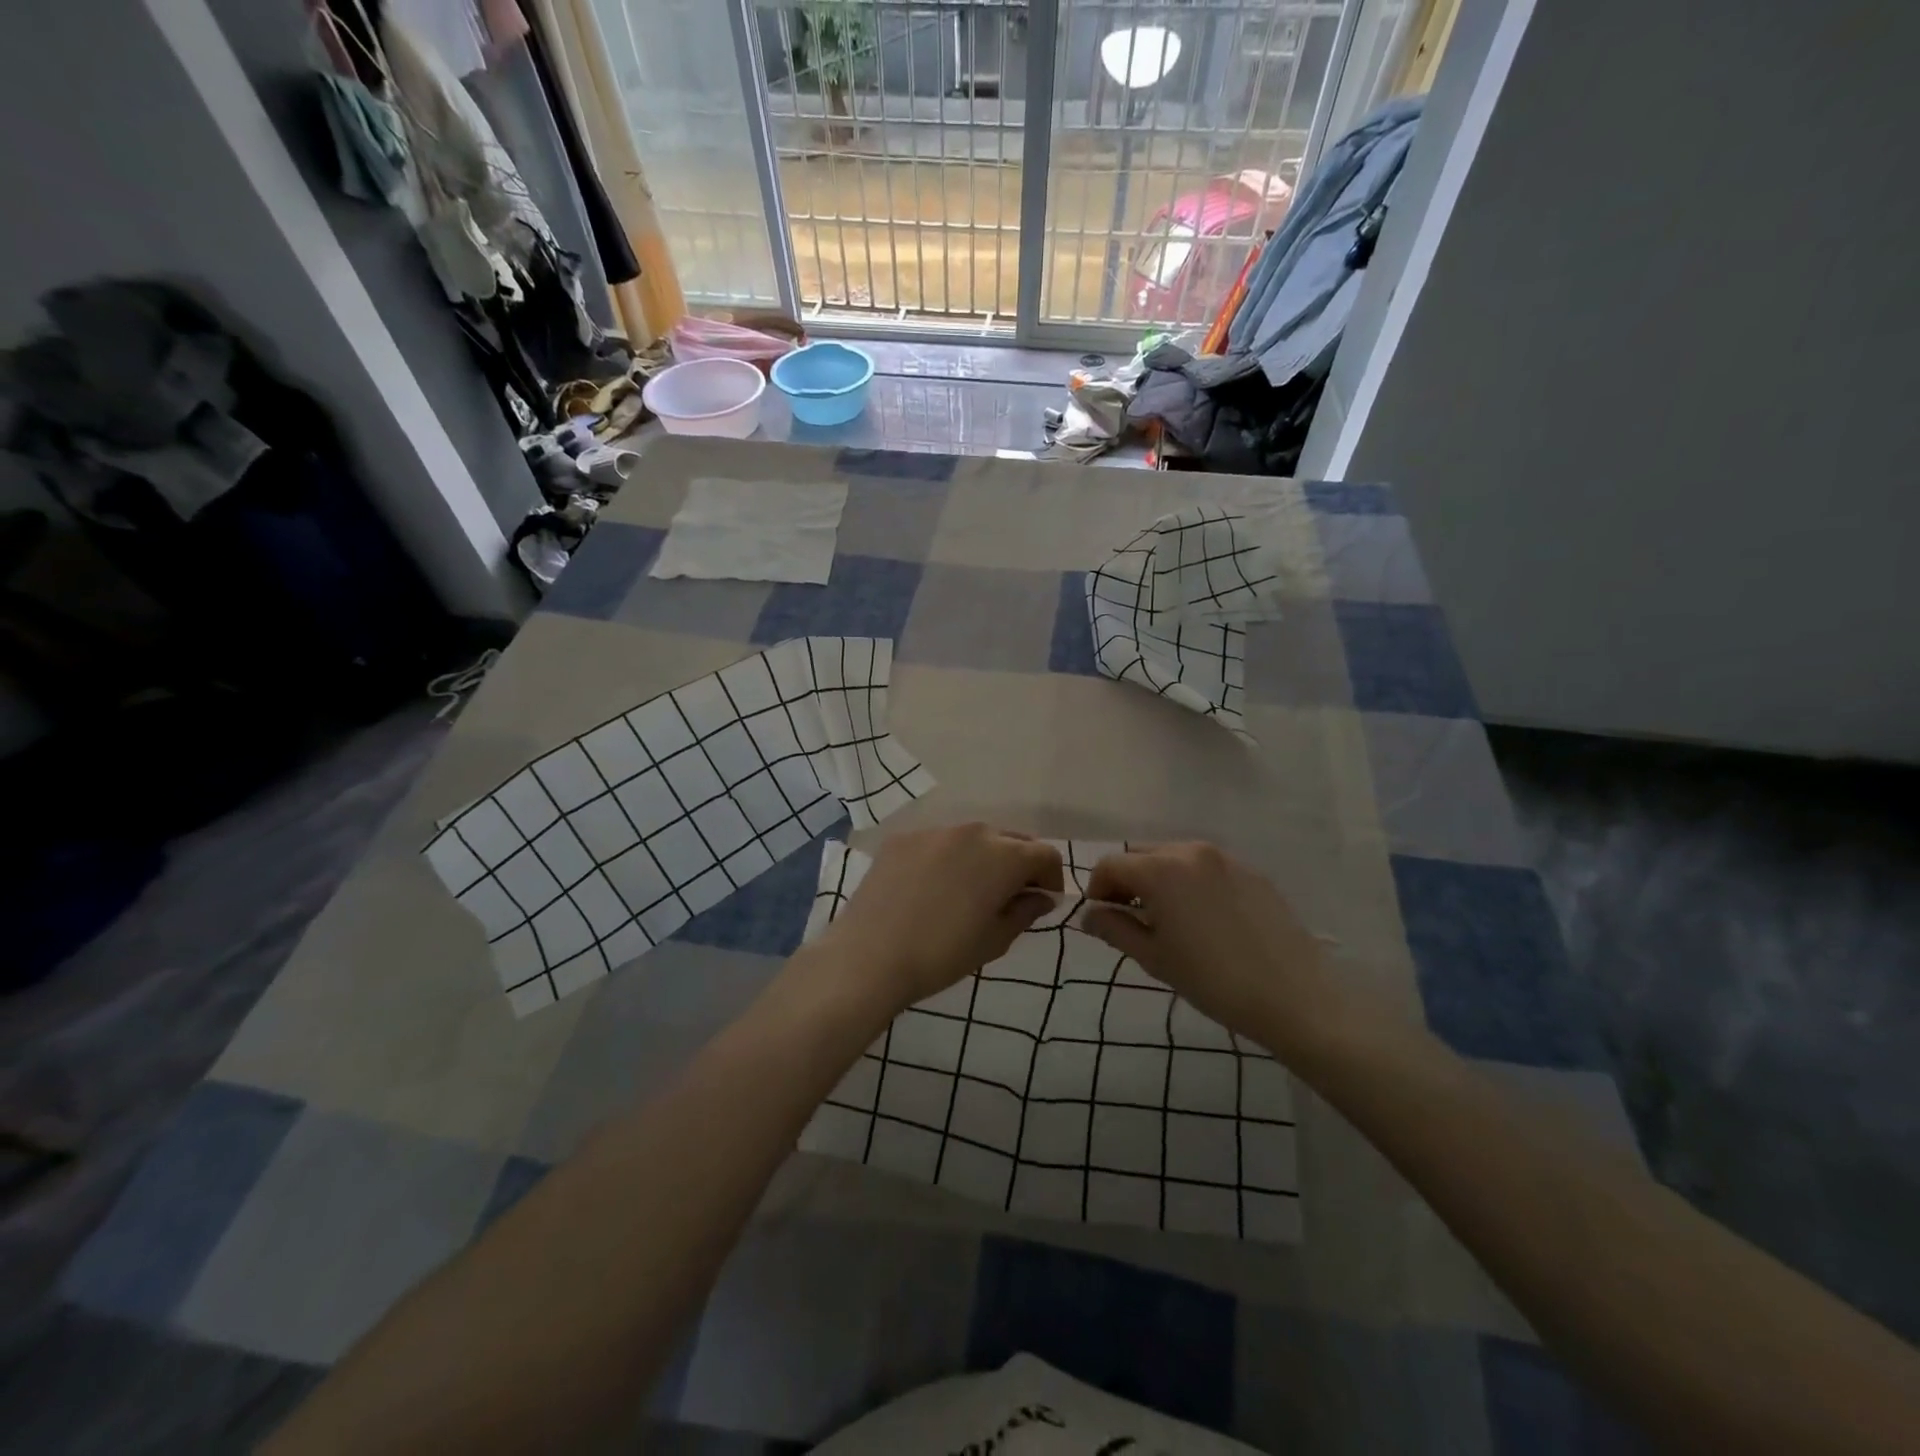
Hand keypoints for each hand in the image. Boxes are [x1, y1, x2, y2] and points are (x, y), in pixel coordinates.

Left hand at [815, 824, 1064, 1012]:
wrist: (870, 955)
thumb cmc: (942, 954)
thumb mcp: (994, 940)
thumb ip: (1024, 912)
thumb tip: (1041, 897)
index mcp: (1003, 856)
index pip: (1045, 854)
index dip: (1051, 878)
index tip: (1043, 902)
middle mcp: (972, 832)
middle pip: (1011, 840)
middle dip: (1019, 864)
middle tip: (1009, 897)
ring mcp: (934, 831)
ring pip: (972, 839)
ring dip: (982, 859)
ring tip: (968, 892)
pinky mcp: (902, 838)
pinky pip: (938, 843)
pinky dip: (946, 859)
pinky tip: (930, 890)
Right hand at [1083, 842, 1349, 1059]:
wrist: (1294, 996)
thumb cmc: (1212, 980)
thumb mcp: (1154, 958)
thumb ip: (1114, 929)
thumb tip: (1089, 915)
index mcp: (1160, 870)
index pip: (1110, 864)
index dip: (1097, 888)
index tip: (1102, 917)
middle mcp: (1190, 851)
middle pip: (1141, 854)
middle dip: (1127, 880)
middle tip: (1132, 918)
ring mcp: (1225, 858)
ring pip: (1174, 857)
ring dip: (1159, 878)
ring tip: (1169, 918)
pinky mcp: (1251, 872)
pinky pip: (1206, 867)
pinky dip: (1191, 882)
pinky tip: (1205, 919)